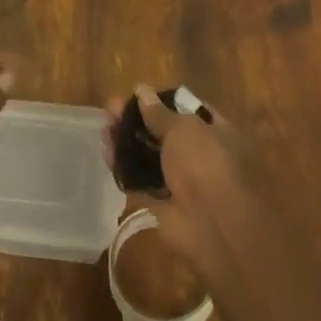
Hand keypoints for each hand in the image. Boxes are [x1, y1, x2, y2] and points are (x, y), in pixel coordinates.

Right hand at [103, 86, 265, 282]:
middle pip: (164, 133)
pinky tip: (106, 152)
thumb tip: (142, 90)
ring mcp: (183, 182)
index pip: (188, 110)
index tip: (138, 95)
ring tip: (104, 127)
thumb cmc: (206, 165)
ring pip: (150, 157)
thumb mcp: (183, 128)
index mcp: (217, 132)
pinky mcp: (164, 205)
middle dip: (138, 121)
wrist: (215, 230)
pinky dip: (123, 168)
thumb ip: (159, 113)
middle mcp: (201, 156)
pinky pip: (140, 181)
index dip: (162, 101)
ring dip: (128, 142)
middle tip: (112, 109)